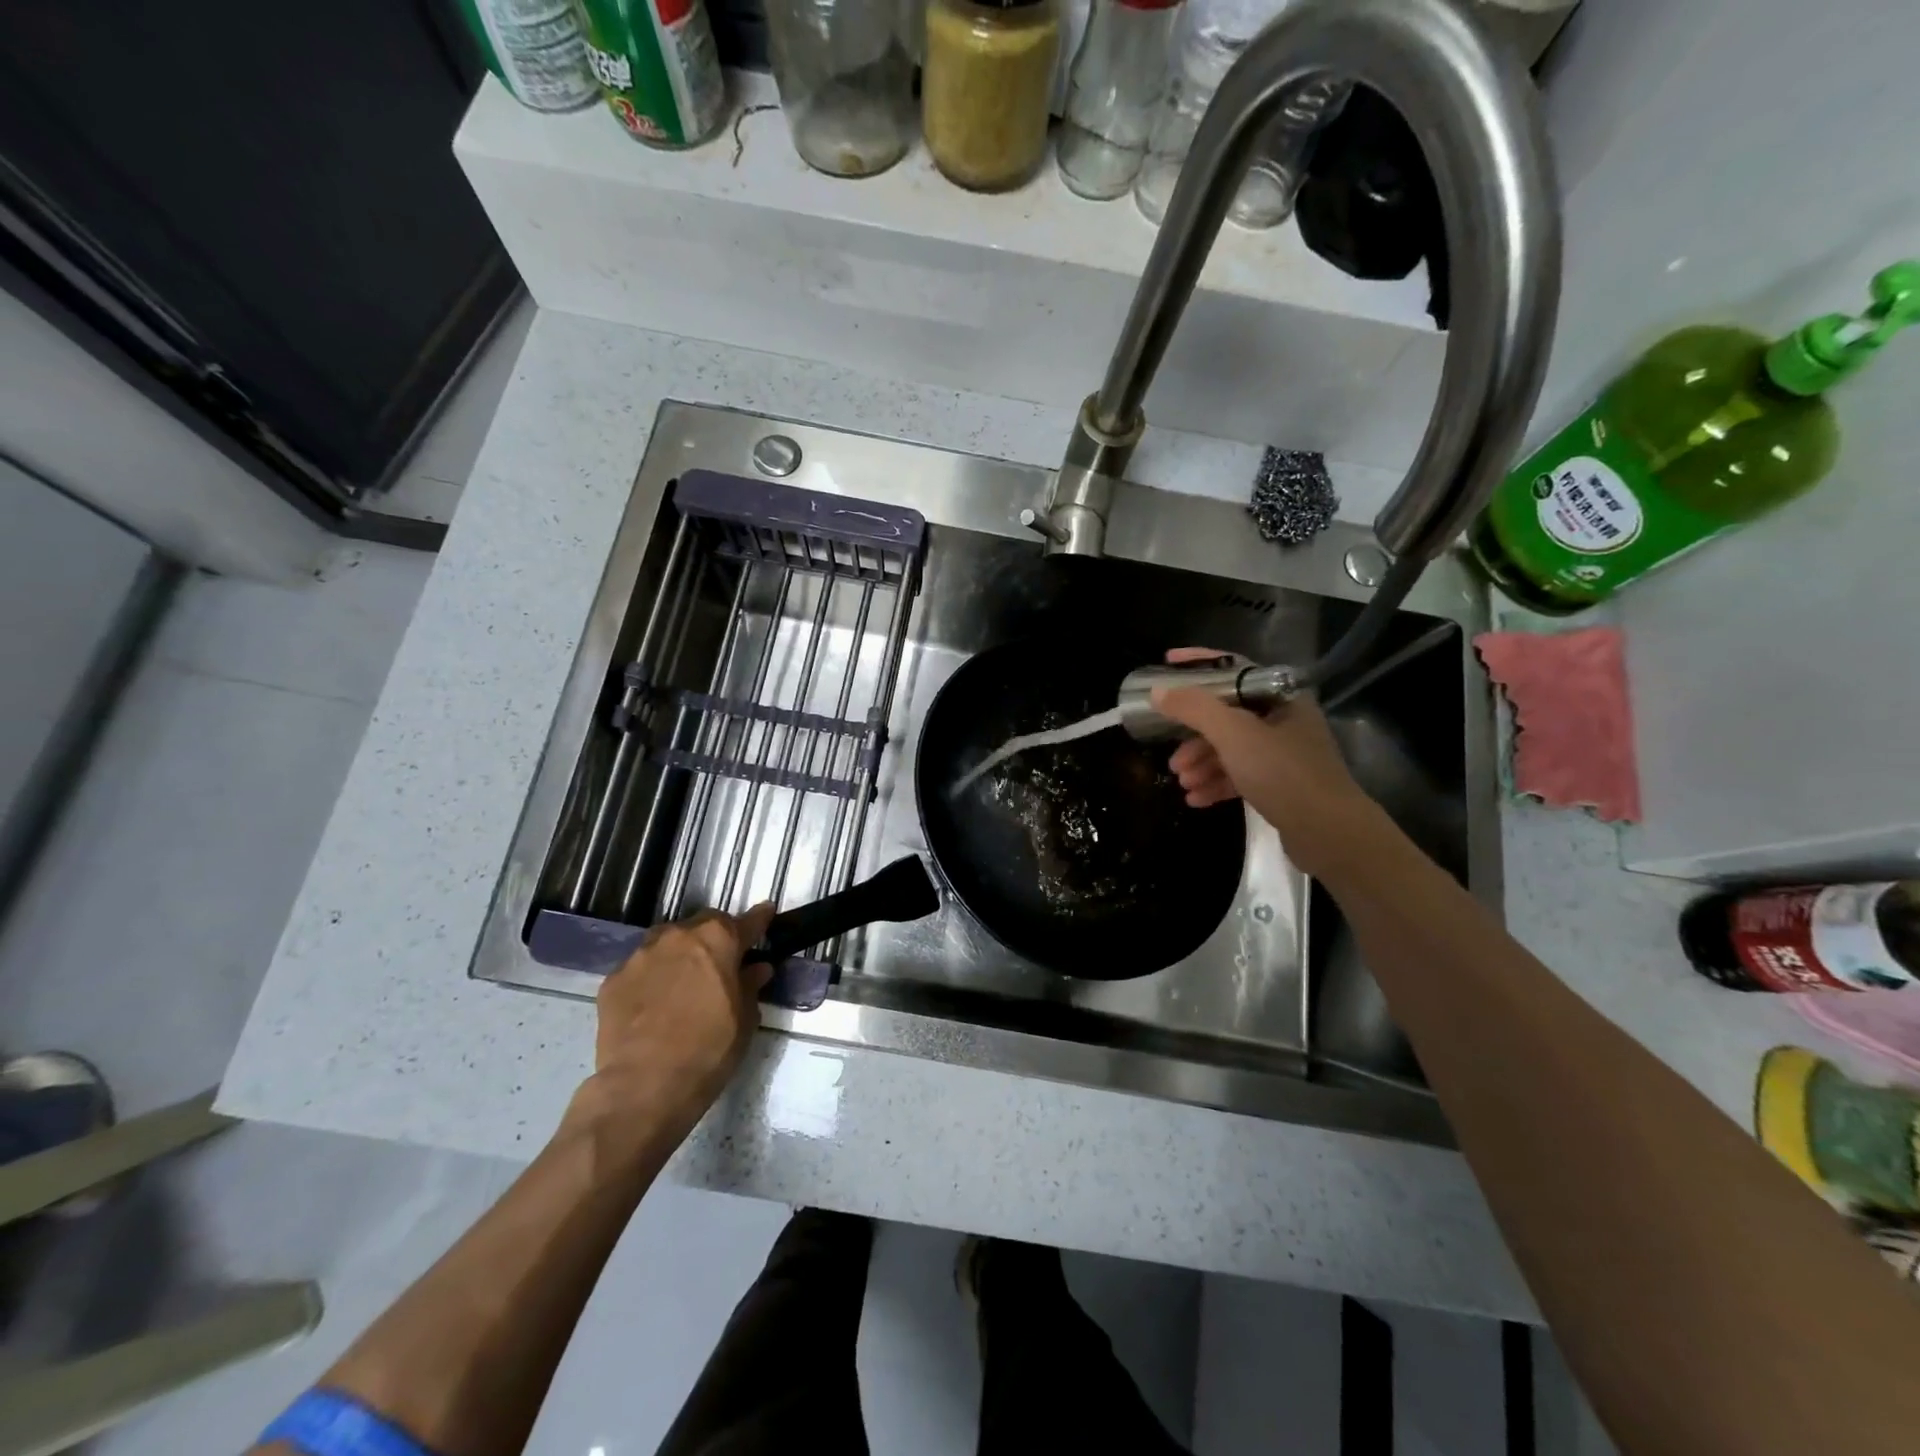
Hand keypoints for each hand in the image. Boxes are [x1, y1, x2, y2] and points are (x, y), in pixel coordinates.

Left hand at [571, 904, 776, 1158]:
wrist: (644, 1086)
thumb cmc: (709, 1049)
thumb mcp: (744, 1020)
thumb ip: (750, 986)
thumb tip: (757, 969)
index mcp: (717, 940)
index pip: (746, 922)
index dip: (759, 920)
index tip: (766, 914)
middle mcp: (678, 936)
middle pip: (702, 926)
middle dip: (714, 938)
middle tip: (721, 962)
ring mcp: (641, 956)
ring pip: (667, 943)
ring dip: (680, 954)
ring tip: (683, 982)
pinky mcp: (613, 980)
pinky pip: (640, 969)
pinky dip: (651, 978)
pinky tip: (653, 1004)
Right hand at [1152, 648, 1373, 877]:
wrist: (1330, 833)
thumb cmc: (1283, 773)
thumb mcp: (1233, 735)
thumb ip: (1194, 709)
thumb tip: (1158, 691)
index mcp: (1281, 697)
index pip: (1233, 669)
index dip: (1197, 665)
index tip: (1165, 666)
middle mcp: (1285, 720)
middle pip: (1227, 716)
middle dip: (1194, 736)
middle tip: (1172, 756)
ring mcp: (1285, 755)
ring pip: (1232, 749)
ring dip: (1202, 763)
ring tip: (1182, 782)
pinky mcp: (1282, 786)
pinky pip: (1241, 775)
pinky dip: (1217, 783)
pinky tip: (1196, 799)